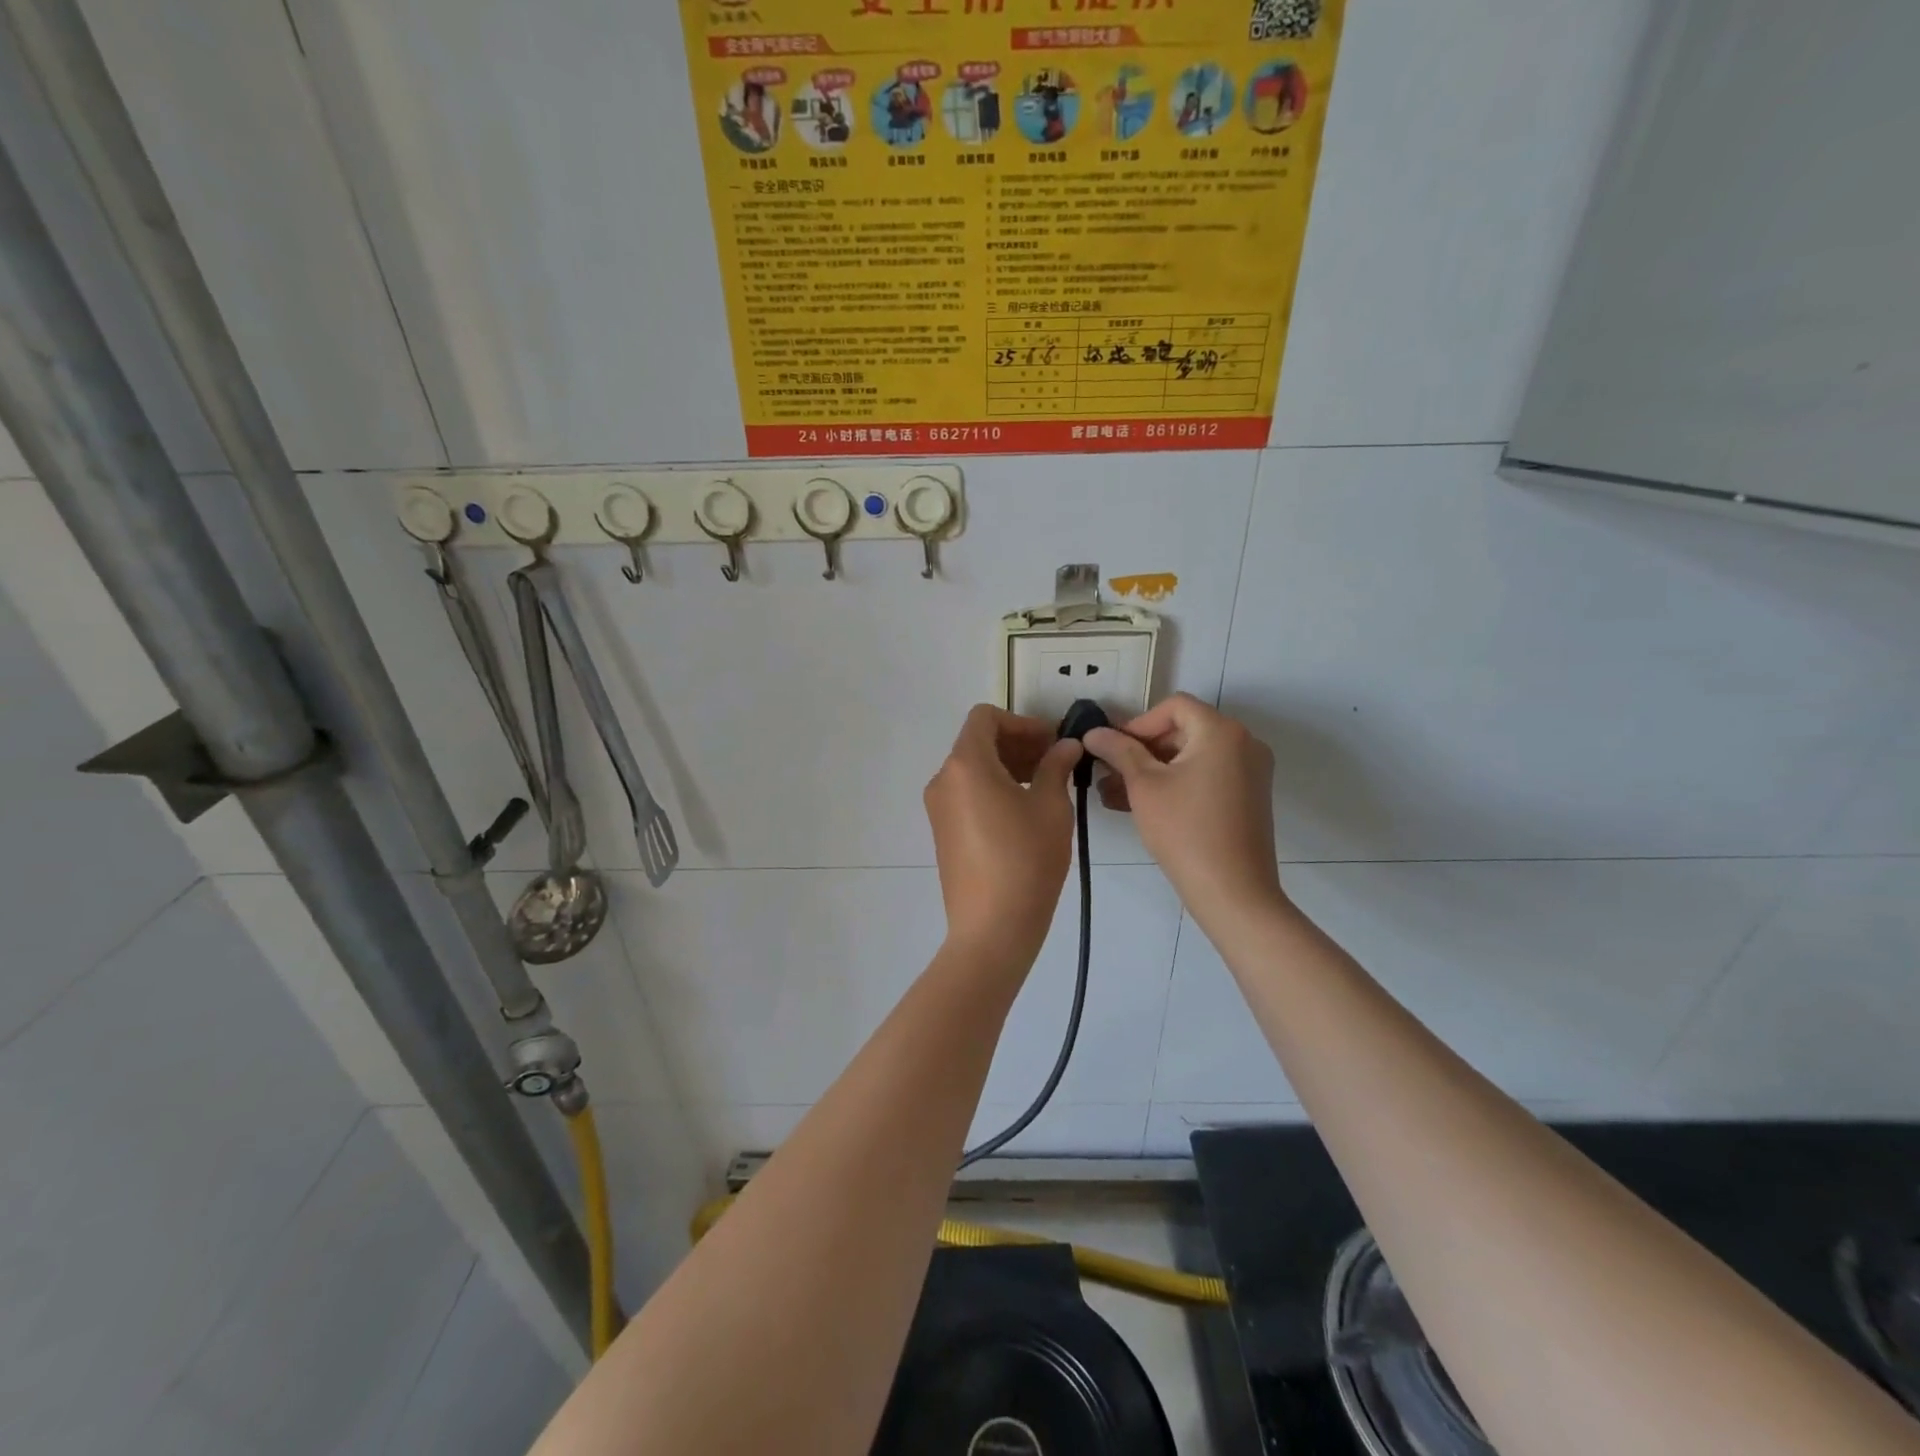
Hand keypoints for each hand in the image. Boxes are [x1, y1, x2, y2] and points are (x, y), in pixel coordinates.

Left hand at [925, 705, 1082, 963]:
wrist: (992, 928)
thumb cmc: (1026, 860)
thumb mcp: (1051, 807)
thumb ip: (1056, 767)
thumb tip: (1065, 746)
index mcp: (965, 764)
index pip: (985, 718)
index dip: (1022, 723)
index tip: (1051, 742)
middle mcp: (943, 779)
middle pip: (977, 742)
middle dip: (1017, 743)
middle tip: (1055, 761)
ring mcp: (938, 807)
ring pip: (972, 769)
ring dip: (1007, 766)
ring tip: (1044, 785)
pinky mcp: (942, 831)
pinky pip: (966, 793)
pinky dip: (993, 788)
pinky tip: (1023, 810)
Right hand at [1084, 694, 1282, 925]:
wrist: (1233, 892)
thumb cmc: (1184, 830)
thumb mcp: (1144, 786)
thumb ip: (1118, 751)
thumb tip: (1093, 732)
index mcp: (1222, 731)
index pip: (1174, 706)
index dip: (1138, 723)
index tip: (1112, 750)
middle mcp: (1243, 743)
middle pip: (1183, 730)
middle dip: (1141, 750)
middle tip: (1108, 773)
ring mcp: (1249, 772)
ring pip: (1191, 757)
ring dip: (1153, 770)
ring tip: (1113, 795)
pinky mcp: (1247, 797)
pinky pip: (1205, 777)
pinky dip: (1175, 784)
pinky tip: (1140, 806)